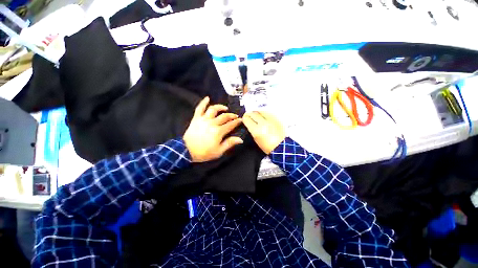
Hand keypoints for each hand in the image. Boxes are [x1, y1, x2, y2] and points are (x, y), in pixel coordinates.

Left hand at [183, 97, 242, 162]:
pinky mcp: (196, 118)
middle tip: (235, 116)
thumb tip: (240, 139)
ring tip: (225, 108)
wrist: (187, 151)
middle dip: (231, 115)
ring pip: (213, 109)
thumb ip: (229, 143)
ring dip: (220, 107)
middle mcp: (212, 123)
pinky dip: (203, 102)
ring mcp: (204, 119)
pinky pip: (200, 108)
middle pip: (224, 116)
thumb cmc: (204, 152)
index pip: (231, 124)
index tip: (241, 120)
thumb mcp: (219, 151)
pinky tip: (207, 98)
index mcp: (218, 131)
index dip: (237, 122)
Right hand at [243, 111, 285, 153]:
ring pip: (261, 111)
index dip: (245, 118)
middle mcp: (263, 124)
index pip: (247, 119)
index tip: (244, 118)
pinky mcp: (277, 118)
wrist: (281, 146)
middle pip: (253, 113)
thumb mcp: (256, 139)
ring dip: (257, 112)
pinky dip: (264, 113)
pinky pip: (268, 112)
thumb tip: (249, 122)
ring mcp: (271, 120)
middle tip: (249, 115)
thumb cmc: (268, 146)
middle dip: (250, 114)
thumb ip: (252, 129)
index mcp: (257, 131)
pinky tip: (263, 115)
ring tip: (256, 115)